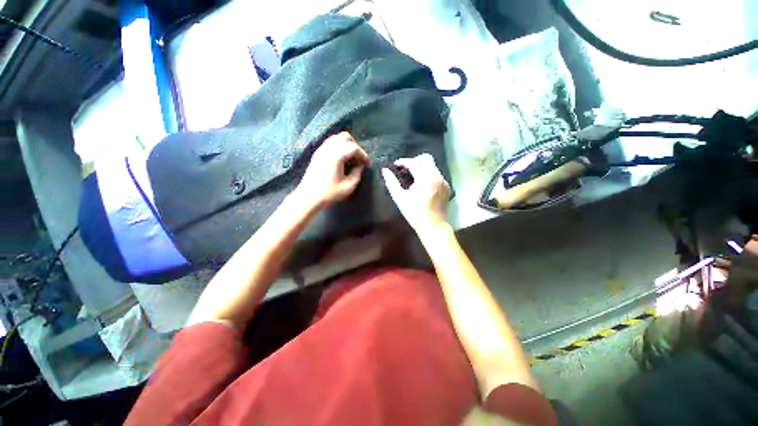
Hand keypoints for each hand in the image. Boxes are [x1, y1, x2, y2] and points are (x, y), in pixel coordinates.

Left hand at [296, 132, 368, 208]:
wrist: (308, 197)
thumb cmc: (329, 193)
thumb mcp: (348, 187)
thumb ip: (357, 174)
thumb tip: (360, 166)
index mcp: (336, 156)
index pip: (354, 147)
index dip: (363, 155)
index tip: (367, 164)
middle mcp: (328, 149)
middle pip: (345, 137)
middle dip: (355, 146)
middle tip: (359, 159)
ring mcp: (321, 149)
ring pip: (337, 138)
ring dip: (347, 145)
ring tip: (351, 159)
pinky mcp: (317, 154)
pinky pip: (330, 143)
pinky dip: (339, 147)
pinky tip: (341, 160)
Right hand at [381, 153, 450, 235]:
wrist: (433, 226)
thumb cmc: (415, 213)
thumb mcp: (400, 198)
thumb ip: (391, 182)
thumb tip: (384, 170)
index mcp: (425, 178)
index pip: (413, 163)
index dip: (402, 162)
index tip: (395, 166)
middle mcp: (437, 176)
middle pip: (426, 158)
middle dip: (414, 161)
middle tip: (405, 170)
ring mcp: (443, 181)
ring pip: (432, 166)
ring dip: (421, 167)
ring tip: (412, 177)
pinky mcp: (446, 186)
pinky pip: (436, 174)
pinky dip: (428, 174)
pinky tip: (421, 185)